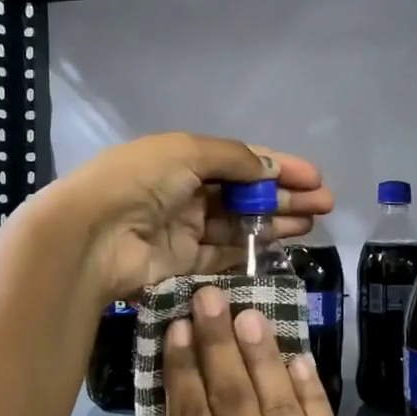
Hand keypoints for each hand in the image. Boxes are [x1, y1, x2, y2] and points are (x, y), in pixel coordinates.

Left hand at [42, 133, 332, 299]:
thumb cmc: (139, 181)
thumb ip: (234, 159)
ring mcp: (184, 229)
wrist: (92, 235)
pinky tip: (282, 246)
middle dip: (285, 196)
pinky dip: (252, 250)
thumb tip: (271, 169)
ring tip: (311, 224)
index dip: (279, 167)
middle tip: (324, 205)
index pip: (241, 160)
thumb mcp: (188, 152)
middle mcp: (185, 191)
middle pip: (245, 193)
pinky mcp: (183, 263)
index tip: (315, 178)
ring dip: (275, 222)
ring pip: (240, 224)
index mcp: (184, 158)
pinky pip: (225, 254)